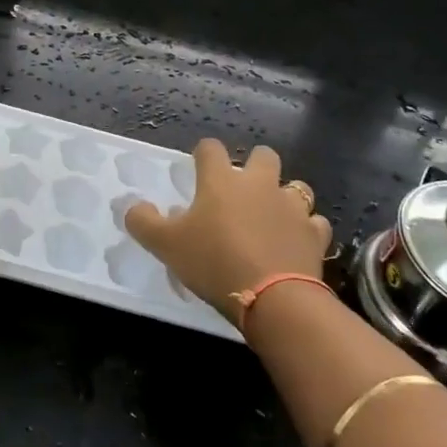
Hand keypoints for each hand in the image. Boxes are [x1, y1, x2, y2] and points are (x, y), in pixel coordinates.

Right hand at [126, 140, 331, 326]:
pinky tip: (296, 242)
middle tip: (242, 190)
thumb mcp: (166, 245)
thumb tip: (132, 206)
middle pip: (263, 156)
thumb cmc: (214, 262)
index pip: (210, 148)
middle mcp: (259, 183)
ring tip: (273, 216)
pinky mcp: (314, 234)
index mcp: (221, 180)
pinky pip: (314, 223)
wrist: (273, 298)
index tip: (198, 169)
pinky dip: (306, 230)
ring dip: (285, 196)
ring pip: (295, 187)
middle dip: (255, 166)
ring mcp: (292, 207)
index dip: (203, 155)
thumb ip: (144, 222)